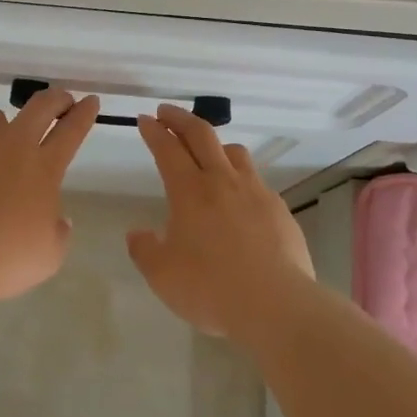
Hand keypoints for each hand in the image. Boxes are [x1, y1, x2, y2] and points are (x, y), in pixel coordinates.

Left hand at [0, 88, 99, 309]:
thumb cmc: (3, 262)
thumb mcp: (48, 256)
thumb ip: (58, 232)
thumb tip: (57, 219)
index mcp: (43, 168)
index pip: (72, 130)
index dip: (84, 113)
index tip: (90, 101)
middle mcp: (11, 146)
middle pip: (40, 106)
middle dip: (56, 99)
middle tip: (61, 102)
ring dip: (3, 128)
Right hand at [127, 105, 314, 338]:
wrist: (275, 303)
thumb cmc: (210, 287)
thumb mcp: (162, 275)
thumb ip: (145, 250)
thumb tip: (138, 234)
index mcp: (190, 191)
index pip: (167, 149)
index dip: (153, 131)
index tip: (144, 120)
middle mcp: (222, 181)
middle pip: (201, 135)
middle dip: (180, 118)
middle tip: (166, 112)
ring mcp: (255, 192)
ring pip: (234, 151)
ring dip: (215, 143)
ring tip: (207, 151)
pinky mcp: (278, 208)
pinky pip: (256, 180)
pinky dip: (240, 177)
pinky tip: (239, 196)